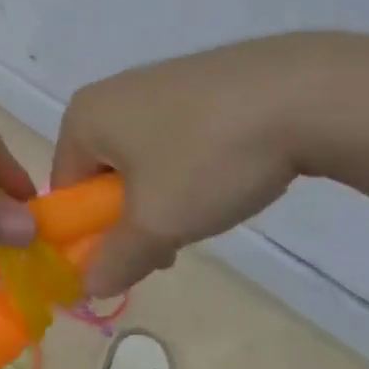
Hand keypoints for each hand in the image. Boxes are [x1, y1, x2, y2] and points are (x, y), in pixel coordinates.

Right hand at [53, 33, 368, 294]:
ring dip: (163, 197)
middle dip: (132, 217)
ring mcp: (158, 82)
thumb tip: (87, 286)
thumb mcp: (157, 223)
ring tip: (210, 208)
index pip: (66, 190)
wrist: (303, 94)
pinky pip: (176, 137)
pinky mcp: (200, 82)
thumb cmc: (208, 157)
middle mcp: (112, 92)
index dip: (92, 234)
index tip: (134, 257)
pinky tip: (229, 175)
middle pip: (103, 175)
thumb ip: (116, 260)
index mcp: (85, 117)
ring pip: (143, 160)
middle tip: (173, 240)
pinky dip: (191, 166)